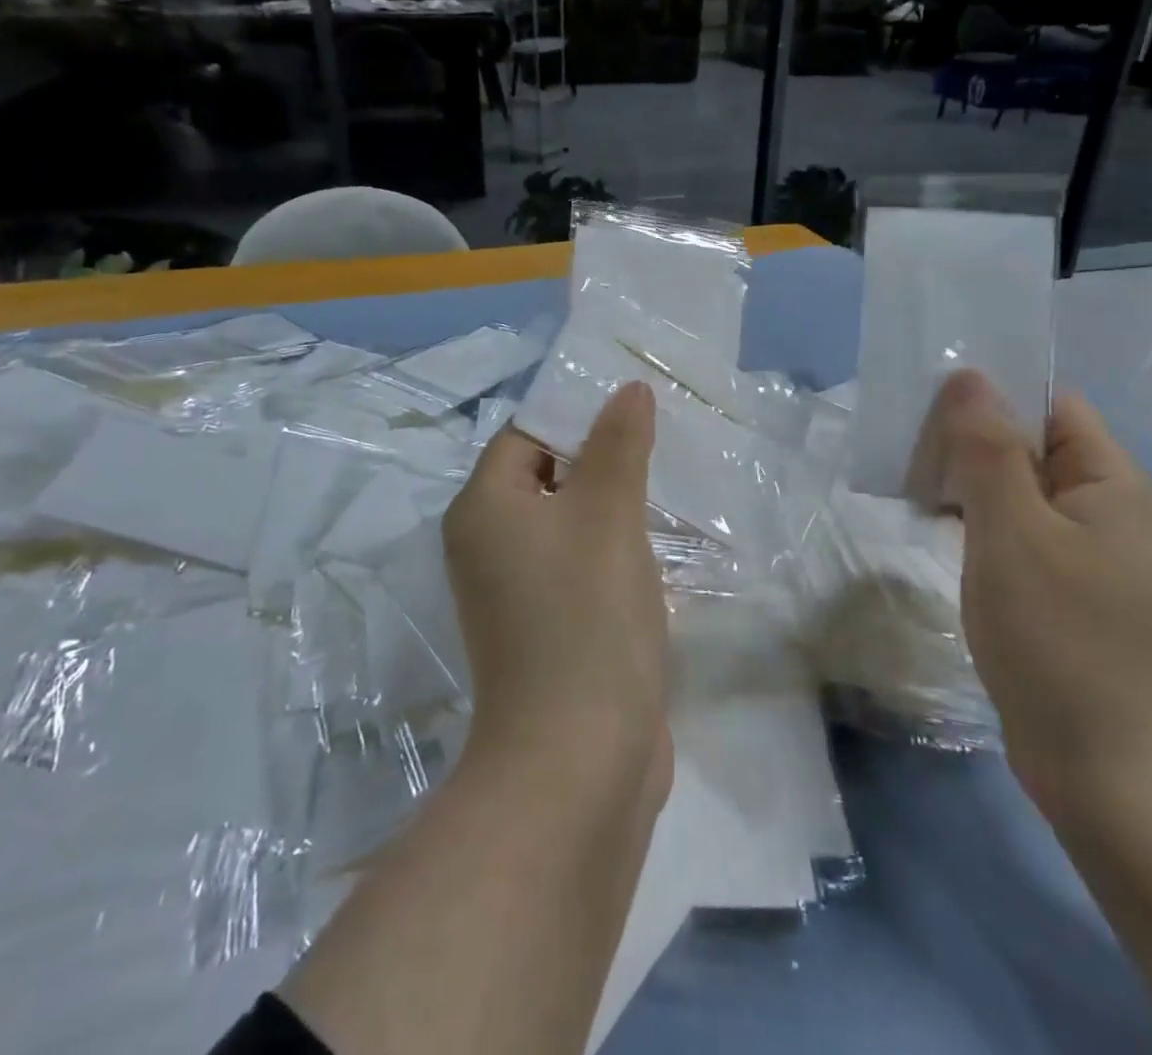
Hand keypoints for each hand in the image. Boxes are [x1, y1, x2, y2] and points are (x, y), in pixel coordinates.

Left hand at [441, 382, 671, 801]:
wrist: (579, 761)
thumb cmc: (586, 616)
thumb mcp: (607, 513)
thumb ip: (618, 444)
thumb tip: (628, 389)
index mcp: (484, 508)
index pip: (526, 435)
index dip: (577, 415)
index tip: (634, 409)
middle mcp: (487, 546)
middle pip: (546, 477)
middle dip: (601, 460)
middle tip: (659, 445)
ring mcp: (515, 594)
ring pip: (567, 525)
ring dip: (611, 508)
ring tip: (666, 490)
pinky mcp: (546, 630)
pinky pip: (578, 569)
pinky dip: (611, 553)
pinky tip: (657, 552)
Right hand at [912, 370, 1151, 820]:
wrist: (1113, 778)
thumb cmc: (1062, 641)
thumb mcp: (1014, 533)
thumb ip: (988, 449)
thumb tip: (968, 376)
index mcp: (1114, 483)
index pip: (1050, 406)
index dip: (991, 396)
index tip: (926, 407)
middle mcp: (1110, 510)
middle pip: (1033, 446)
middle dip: (969, 442)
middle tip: (906, 452)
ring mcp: (1092, 556)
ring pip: (1021, 493)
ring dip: (969, 485)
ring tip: (911, 489)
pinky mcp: (1070, 594)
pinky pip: (1021, 535)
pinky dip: (981, 525)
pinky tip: (941, 533)